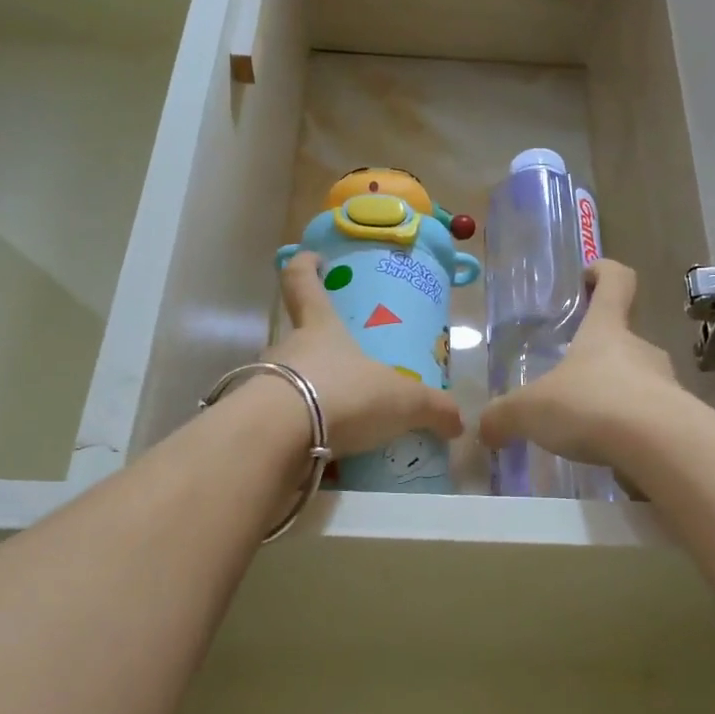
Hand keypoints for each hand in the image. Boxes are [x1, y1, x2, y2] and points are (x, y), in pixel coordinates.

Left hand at [263, 251, 464, 456]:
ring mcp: (266, 384)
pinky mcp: (257, 422)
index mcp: (320, 328)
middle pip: (297, 338)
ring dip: (310, 396)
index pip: (302, 282)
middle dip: (319, 350)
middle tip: (347, 367)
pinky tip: (324, 453)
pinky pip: (283, 424)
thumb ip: (433, 409)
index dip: (306, 266)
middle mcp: (287, 349)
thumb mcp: (403, 401)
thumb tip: (458, 422)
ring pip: (289, 383)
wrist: (281, 437)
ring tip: (341, 421)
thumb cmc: (345, 394)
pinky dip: (301, 434)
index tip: (314, 260)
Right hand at [479, 259, 686, 466]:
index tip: (591, 273)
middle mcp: (640, 350)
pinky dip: (630, 433)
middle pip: (622, 339)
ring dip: (615, 397)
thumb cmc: (591, 405)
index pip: (615, 282)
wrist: (660, 448)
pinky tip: (610, 456)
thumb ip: (504, 417)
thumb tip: (487, 429)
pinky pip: (649, 421)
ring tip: (587, 429)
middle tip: (570, 381)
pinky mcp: (679, 422)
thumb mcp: (530, 410)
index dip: (604, 272)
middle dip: (599, 355)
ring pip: (638, 382)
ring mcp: (666, 385)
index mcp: (605, 330)